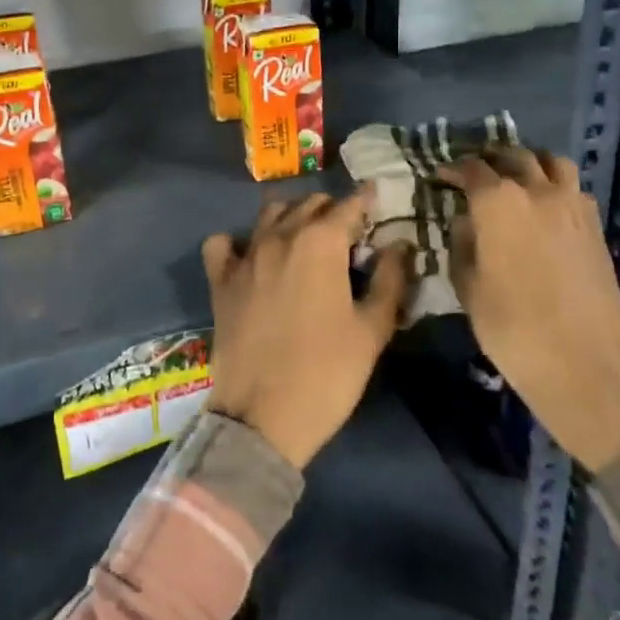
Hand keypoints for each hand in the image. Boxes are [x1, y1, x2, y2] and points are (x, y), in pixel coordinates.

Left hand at [202, 192, 411, 470]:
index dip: (368, 202)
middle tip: (349, 235)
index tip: (379, 203)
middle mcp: (280, 236)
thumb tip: (399, 244)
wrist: (263, 417)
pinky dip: (238, 242)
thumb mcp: (373, 329)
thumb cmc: (327, 373)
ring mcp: (245, 256)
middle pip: (310, 204)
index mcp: (321, 242)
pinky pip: (224, 243)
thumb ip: (390, 279)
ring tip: (306, 240)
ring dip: (292, 217)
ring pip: (270, 213)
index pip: (349, 205)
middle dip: (333, 210)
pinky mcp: (220, 279)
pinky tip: (252, 257)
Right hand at [438, 149, 619, 473]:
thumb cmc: (513, 327)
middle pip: (513, 156)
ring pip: (552, 162)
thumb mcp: (468, 287)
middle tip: (475, 171)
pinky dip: (555, 185)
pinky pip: (573, 188)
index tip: (440, 176)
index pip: (471, 169)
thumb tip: (465, 222)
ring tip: (516, 176)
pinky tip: (545, 206)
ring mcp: (572, 206)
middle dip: (490, 158)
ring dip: (530, 162)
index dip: (452, 169)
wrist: (586, 364)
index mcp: (498, 202)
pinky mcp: (595, 227)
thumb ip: (462, 244)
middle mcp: (537, 191)